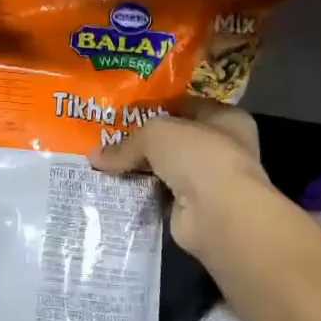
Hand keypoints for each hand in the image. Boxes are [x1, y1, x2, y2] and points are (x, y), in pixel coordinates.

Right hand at [92, 100, 320, 320]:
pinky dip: (141, 194)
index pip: (186, 105)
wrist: (218, 214)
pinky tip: (113, 189)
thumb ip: (126, 143)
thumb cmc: (198, 156)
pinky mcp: (193, 208)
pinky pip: (159, 194)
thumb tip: (93, 157)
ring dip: (139, 169)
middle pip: (173, 138)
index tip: (123, 110)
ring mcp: (208, 181)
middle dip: (142, 140)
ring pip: (165, 168)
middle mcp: (221, 147)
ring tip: (102, 164)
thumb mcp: (156, 134)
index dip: (156, 106)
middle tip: (105, 138)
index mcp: (226, 119)